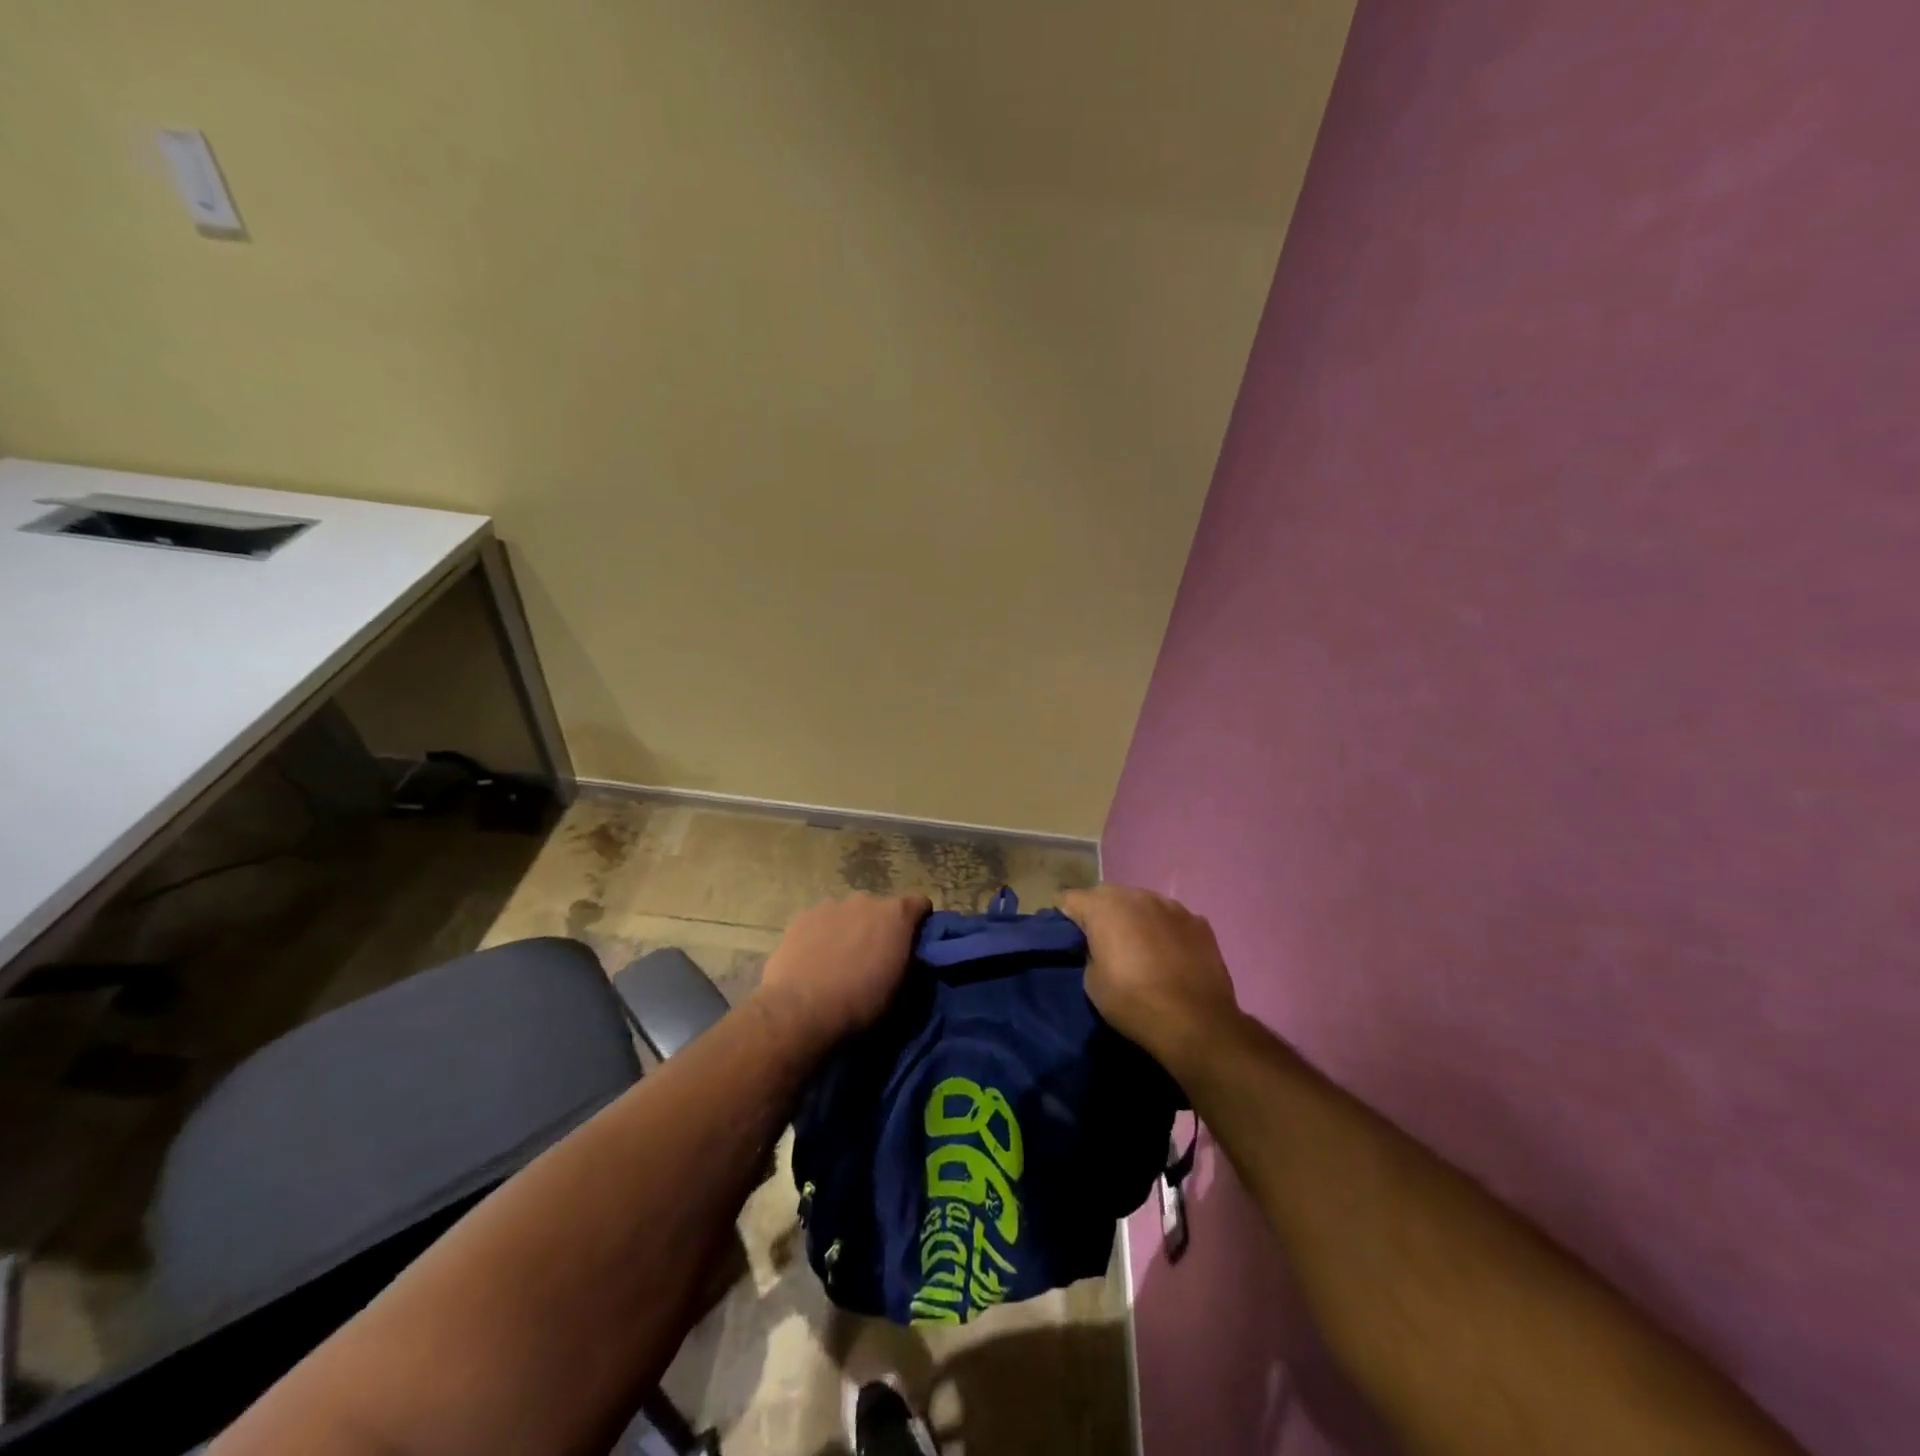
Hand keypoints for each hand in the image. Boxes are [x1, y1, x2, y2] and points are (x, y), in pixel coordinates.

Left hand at [757, 892, 930, 1048]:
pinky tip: (813, 962)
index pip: (920, 904)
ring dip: (850, 930)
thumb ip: (909, 962)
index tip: (913, 944)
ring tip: (838, 963)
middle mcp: (865, 900)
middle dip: (880, 928)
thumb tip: (907, 957)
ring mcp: (830, 905)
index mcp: (896, 914)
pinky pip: (820, 922)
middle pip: (880, 909)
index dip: (920, 923)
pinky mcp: (802, 917)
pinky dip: (822, 936)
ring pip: (848, 915)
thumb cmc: (860, 1004)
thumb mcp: (900, 990)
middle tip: (872, 959)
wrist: (800, 1012)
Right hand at [1061, 883, 1239, 1067]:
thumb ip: (1090, 951)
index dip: (1064, 917)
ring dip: (1135, 918)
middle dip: (1100, 913)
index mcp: (1103, 907)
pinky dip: (1165, 930)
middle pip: (1107, 895)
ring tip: (1139, 948)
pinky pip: (1171, 918)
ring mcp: (1172, 905)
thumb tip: (1099, 946)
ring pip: (1142, 903)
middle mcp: (1137, 895)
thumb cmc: (1134, 1002)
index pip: (1069, 898)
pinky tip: (1170, 955)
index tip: (1068, 939)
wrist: (1196, 1023)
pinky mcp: (1199, 922)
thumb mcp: (1092, 982)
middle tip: (1102, 943)